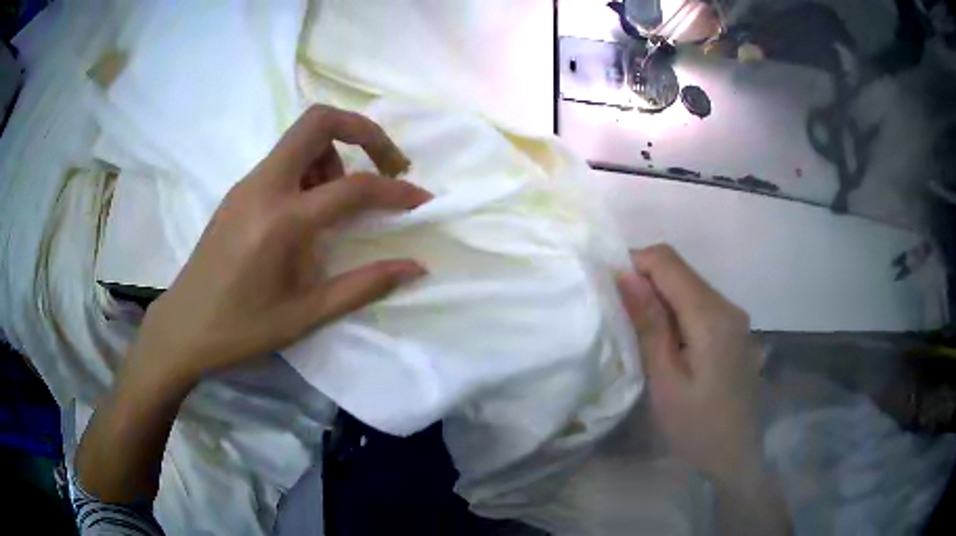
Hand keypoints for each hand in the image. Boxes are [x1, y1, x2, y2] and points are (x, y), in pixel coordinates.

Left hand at [131, 105, 431, 387]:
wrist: (183, 327)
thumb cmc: (241, 328)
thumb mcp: (306, 315)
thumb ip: (363, 286)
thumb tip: (414, 267)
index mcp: (282, 220)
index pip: (354, 187)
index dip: (396, 190)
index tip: (421, 200)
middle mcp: (264, 186)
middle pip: (319, 121)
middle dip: (364, 132)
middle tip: (386, 165)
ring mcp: (247, 184)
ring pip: (300, 138)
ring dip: (334, 155)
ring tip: (338, 203)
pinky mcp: (238, 191)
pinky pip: (283, 159)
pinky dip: (310, 169)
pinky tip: (307, 212)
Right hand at [617, 244, 759, 485]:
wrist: (735, 456)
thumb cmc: (696, 426)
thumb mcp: (665, 380)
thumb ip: (649, 324)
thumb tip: (626, 274)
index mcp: (711, 315)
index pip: (667, 260)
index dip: (633, 263)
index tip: (609, 291)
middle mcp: (728, 305)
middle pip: (680, 270)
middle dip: (644, 282)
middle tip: (618, 318)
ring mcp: (734, 318)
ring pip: (689, 286)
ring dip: (658, 298)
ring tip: (637, 333)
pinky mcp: (734, 331)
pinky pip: (699, 305)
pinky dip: (675, 312)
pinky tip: (665, 344)